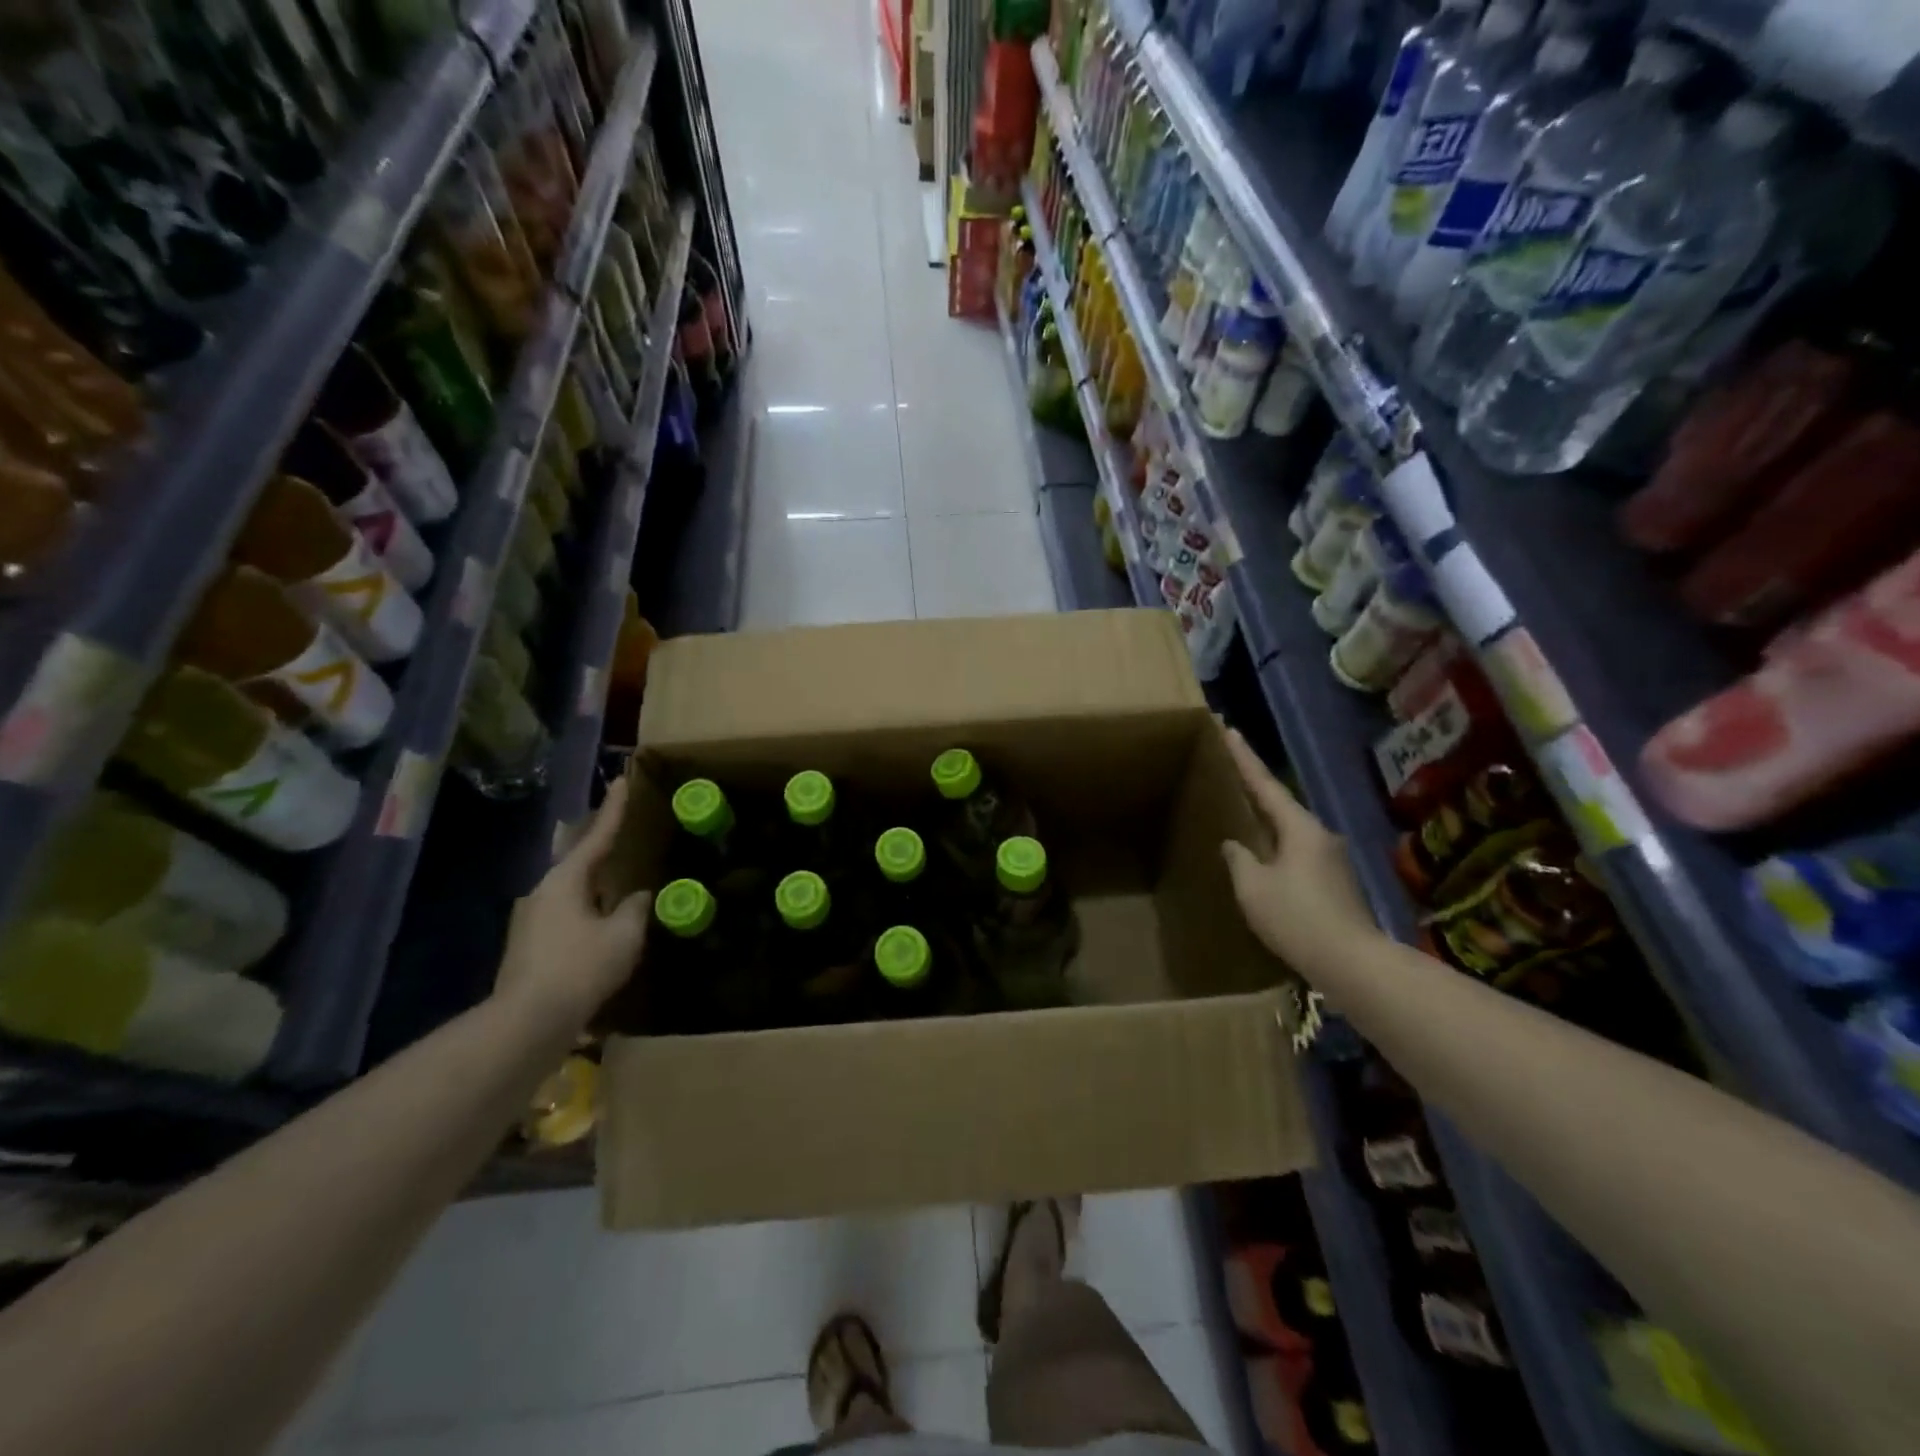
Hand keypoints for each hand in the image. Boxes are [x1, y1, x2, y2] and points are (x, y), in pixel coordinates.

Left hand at [495, 778, 651, 1028]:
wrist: (528, 1022)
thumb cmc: (581, 967)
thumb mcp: (624, 934)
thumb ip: (637, 909)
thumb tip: (639, 896)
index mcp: (565, 881)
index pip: (596, 836)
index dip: (613, 809)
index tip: (620, 780)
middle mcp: (543, 893)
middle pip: (578, 860)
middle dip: (599, 845)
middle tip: (620, 828)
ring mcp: (532, 922)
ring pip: (572, 890)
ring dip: (595, 883)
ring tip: (619, 878)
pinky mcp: (531, 948)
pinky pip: (568, 915)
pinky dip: (589, 909)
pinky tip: (604, 922)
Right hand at [1220, 728, 1379, 975]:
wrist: (1352, 962)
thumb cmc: (1297, 918)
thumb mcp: (1253, 888)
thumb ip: (1239, 859)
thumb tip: (1234, 844)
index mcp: (1299, 828)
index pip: (1264, 784)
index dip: (1243, 758)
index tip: (1229, 729)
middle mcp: (1320, 835)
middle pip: (1280, 804)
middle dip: (1254, 788)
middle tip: (1230, 770)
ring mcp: (1331, 858)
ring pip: (1289, 831)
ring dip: (1265, 821)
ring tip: (1241, 814)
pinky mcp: (1335, 882)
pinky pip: (1297, 852)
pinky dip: (1276, 846)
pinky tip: (1262, 858)